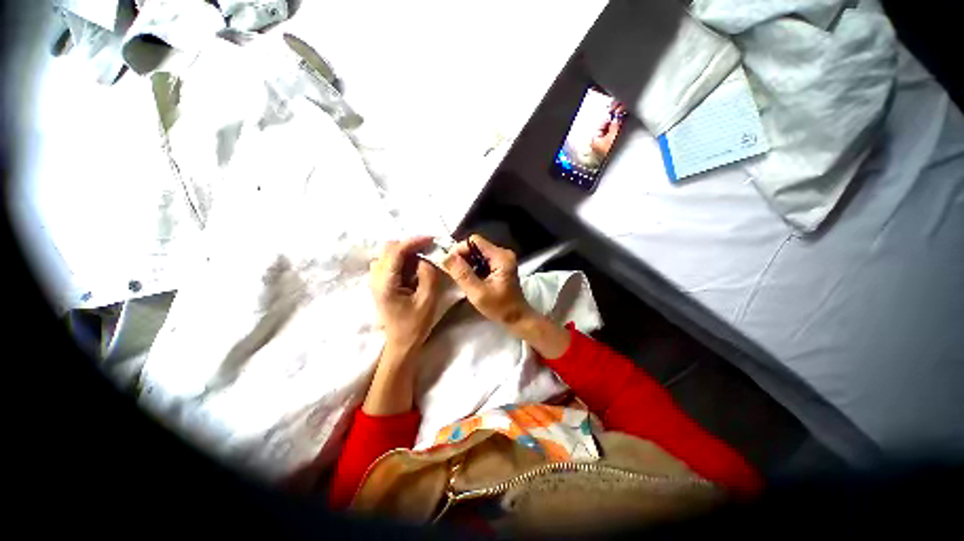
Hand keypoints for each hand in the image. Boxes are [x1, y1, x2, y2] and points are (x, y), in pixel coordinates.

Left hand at [369, 236, 440, 355]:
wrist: (400, 344)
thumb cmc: (414, 325)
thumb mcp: (427, 300)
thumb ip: (428, 275)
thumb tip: (425, 258)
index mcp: (385, 283)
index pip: (396, 252)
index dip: (413, 241)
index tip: (431, 239)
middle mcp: (375, 278)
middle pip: (388, 248)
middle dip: (409, 245)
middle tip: (428, 250)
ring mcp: (375, 280)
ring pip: (388, 254)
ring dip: (405, 252)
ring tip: (422, 259)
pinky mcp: (379, 283)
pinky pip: (389, 262)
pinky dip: (402, 259)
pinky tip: (413, 268)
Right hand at [441, 235, 533, 325]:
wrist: (517, 318)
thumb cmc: (500, 307)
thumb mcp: (477, 292)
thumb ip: (462, 273)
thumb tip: (445, 257)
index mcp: (501, 257)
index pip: (474, 241)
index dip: (459, 249)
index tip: (449, 263)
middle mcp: (503, 253)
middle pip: (476, 246)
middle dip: (462, 256)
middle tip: (452, 271)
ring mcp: (502, 259)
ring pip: (477, 253)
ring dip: (466, 262)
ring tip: (459, 276)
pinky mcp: (500, 265)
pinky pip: (482, 260)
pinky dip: (473, 267)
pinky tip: (468, 278)